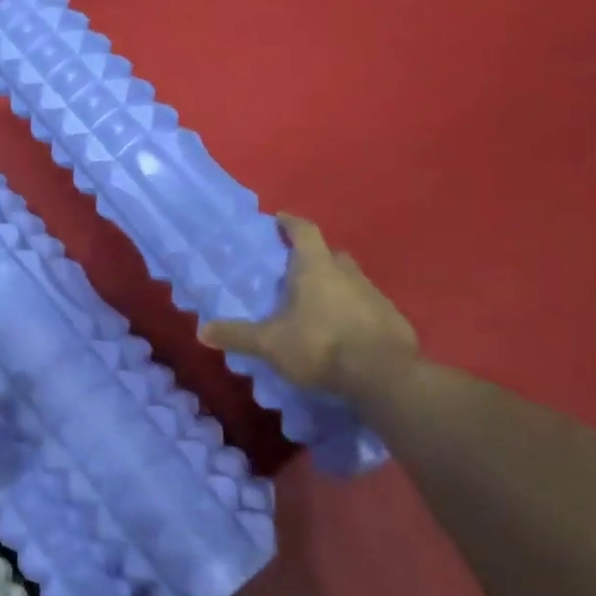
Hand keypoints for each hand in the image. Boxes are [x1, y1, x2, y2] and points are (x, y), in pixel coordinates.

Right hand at [198, 213, 418, 395]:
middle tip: (296, 271)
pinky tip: (345, 332)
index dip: (290, 223)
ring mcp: (375, 295)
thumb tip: (201, 331)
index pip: (304, 231)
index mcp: (316, 268)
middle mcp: (348, 273)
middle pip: (331, 254)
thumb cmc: (320, 346)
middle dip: (315, 258)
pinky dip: (355, 312)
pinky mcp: (393, 319)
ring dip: (336, 286)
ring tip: (318, 306)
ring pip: (352, 280)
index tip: (279, 220)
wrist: (383, 375)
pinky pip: (369, 307)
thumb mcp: (270, 344)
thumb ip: (238, 335)